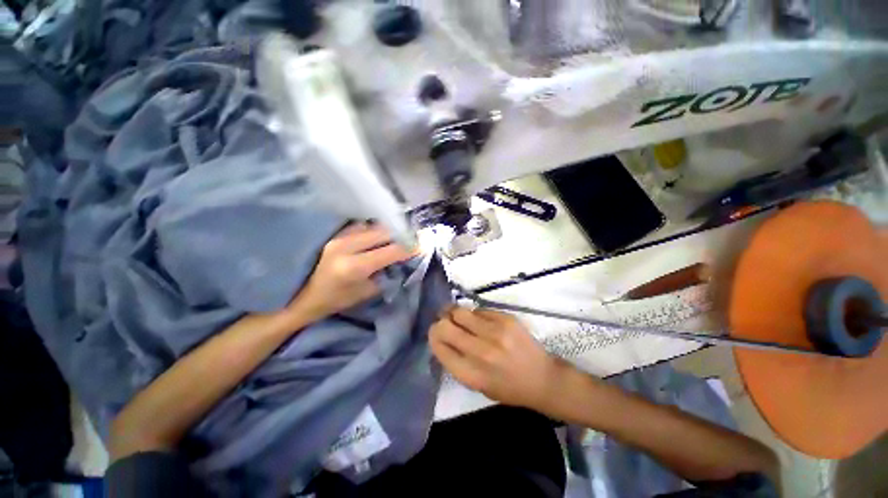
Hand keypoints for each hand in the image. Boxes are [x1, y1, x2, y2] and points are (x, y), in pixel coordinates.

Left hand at [290, 223, 415, 322]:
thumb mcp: (367, 291)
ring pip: (372, 226)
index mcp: (353, 267)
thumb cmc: (337, 300)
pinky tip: (379, 235)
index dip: (408, 248)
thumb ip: (386, 272)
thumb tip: (403, 258)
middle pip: (382, 232)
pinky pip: (361, 226)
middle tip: (412, 238)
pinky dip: (374, 229)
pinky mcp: (334, 234)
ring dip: (388, 230)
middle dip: (401, 235)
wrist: (303, 296)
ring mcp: (338, 237)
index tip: (422, 246)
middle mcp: (345, 247)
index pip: (389, 252)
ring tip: (397, 236)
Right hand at [429, 307, 564, 409]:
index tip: (435, 334)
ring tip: (458, 317)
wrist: (543, 378)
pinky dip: (475, 314)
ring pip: (460, 312)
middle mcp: (481, 352)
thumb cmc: (508, 388)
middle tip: (444, 321)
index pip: (439, 346)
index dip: (433, 337)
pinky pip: (479, 310)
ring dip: (455, 313)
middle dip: (440, 322)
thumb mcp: (478, 386)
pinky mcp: (506, 319)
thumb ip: (457, 363)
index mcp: (472, 374)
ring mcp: (495, 332)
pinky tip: (480, 321)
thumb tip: (441, 338)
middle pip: (446, 326)